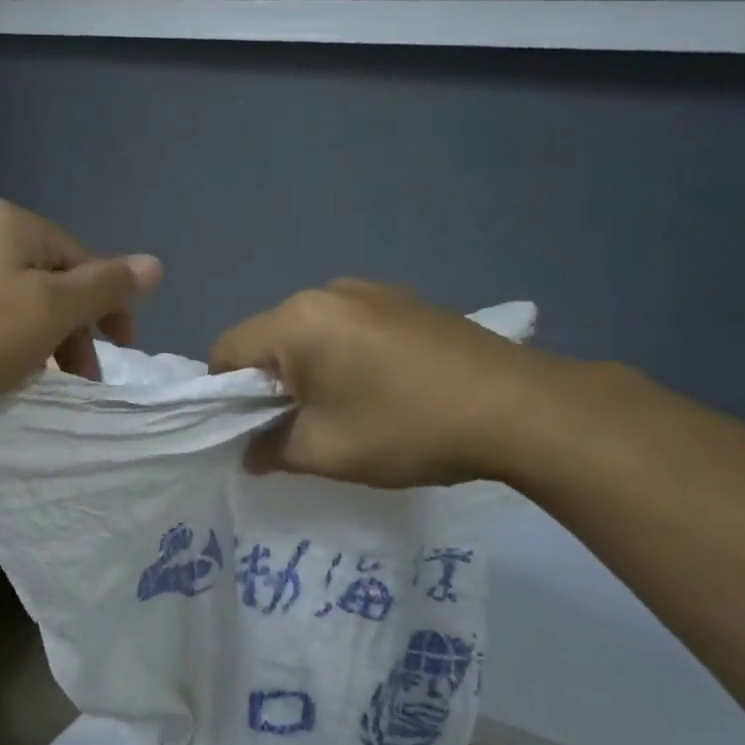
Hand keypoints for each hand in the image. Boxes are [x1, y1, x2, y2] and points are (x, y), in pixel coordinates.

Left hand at [0, 199, 162, 417]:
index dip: (110, 306)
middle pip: (52, 281)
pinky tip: (4, 371)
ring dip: (44, 340)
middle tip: (81, 377)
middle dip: (74, 329)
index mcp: (15, 225)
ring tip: (44, 381)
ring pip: (21, 301)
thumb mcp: (51, 309)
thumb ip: (106, 287)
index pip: (84, 260)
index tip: (120, 351)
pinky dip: (8, 342)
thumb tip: (155, 263)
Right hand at [209, 280, 554, 487]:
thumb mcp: (325, 451)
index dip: (224, 396)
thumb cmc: (406, 427)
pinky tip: (381, 390)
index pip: (226, 351)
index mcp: (296, 320)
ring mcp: (370, 291)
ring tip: (346, 411)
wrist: (520, 408)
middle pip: (268, 340)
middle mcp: (326, 293)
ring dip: (309, 372)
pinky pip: (348, 329)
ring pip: (310, 335)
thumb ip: (271, 450)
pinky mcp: (404, 301)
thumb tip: (250, 453)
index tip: (250, 431)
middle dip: (270, 385)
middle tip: (299, 428)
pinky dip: (344, 359)